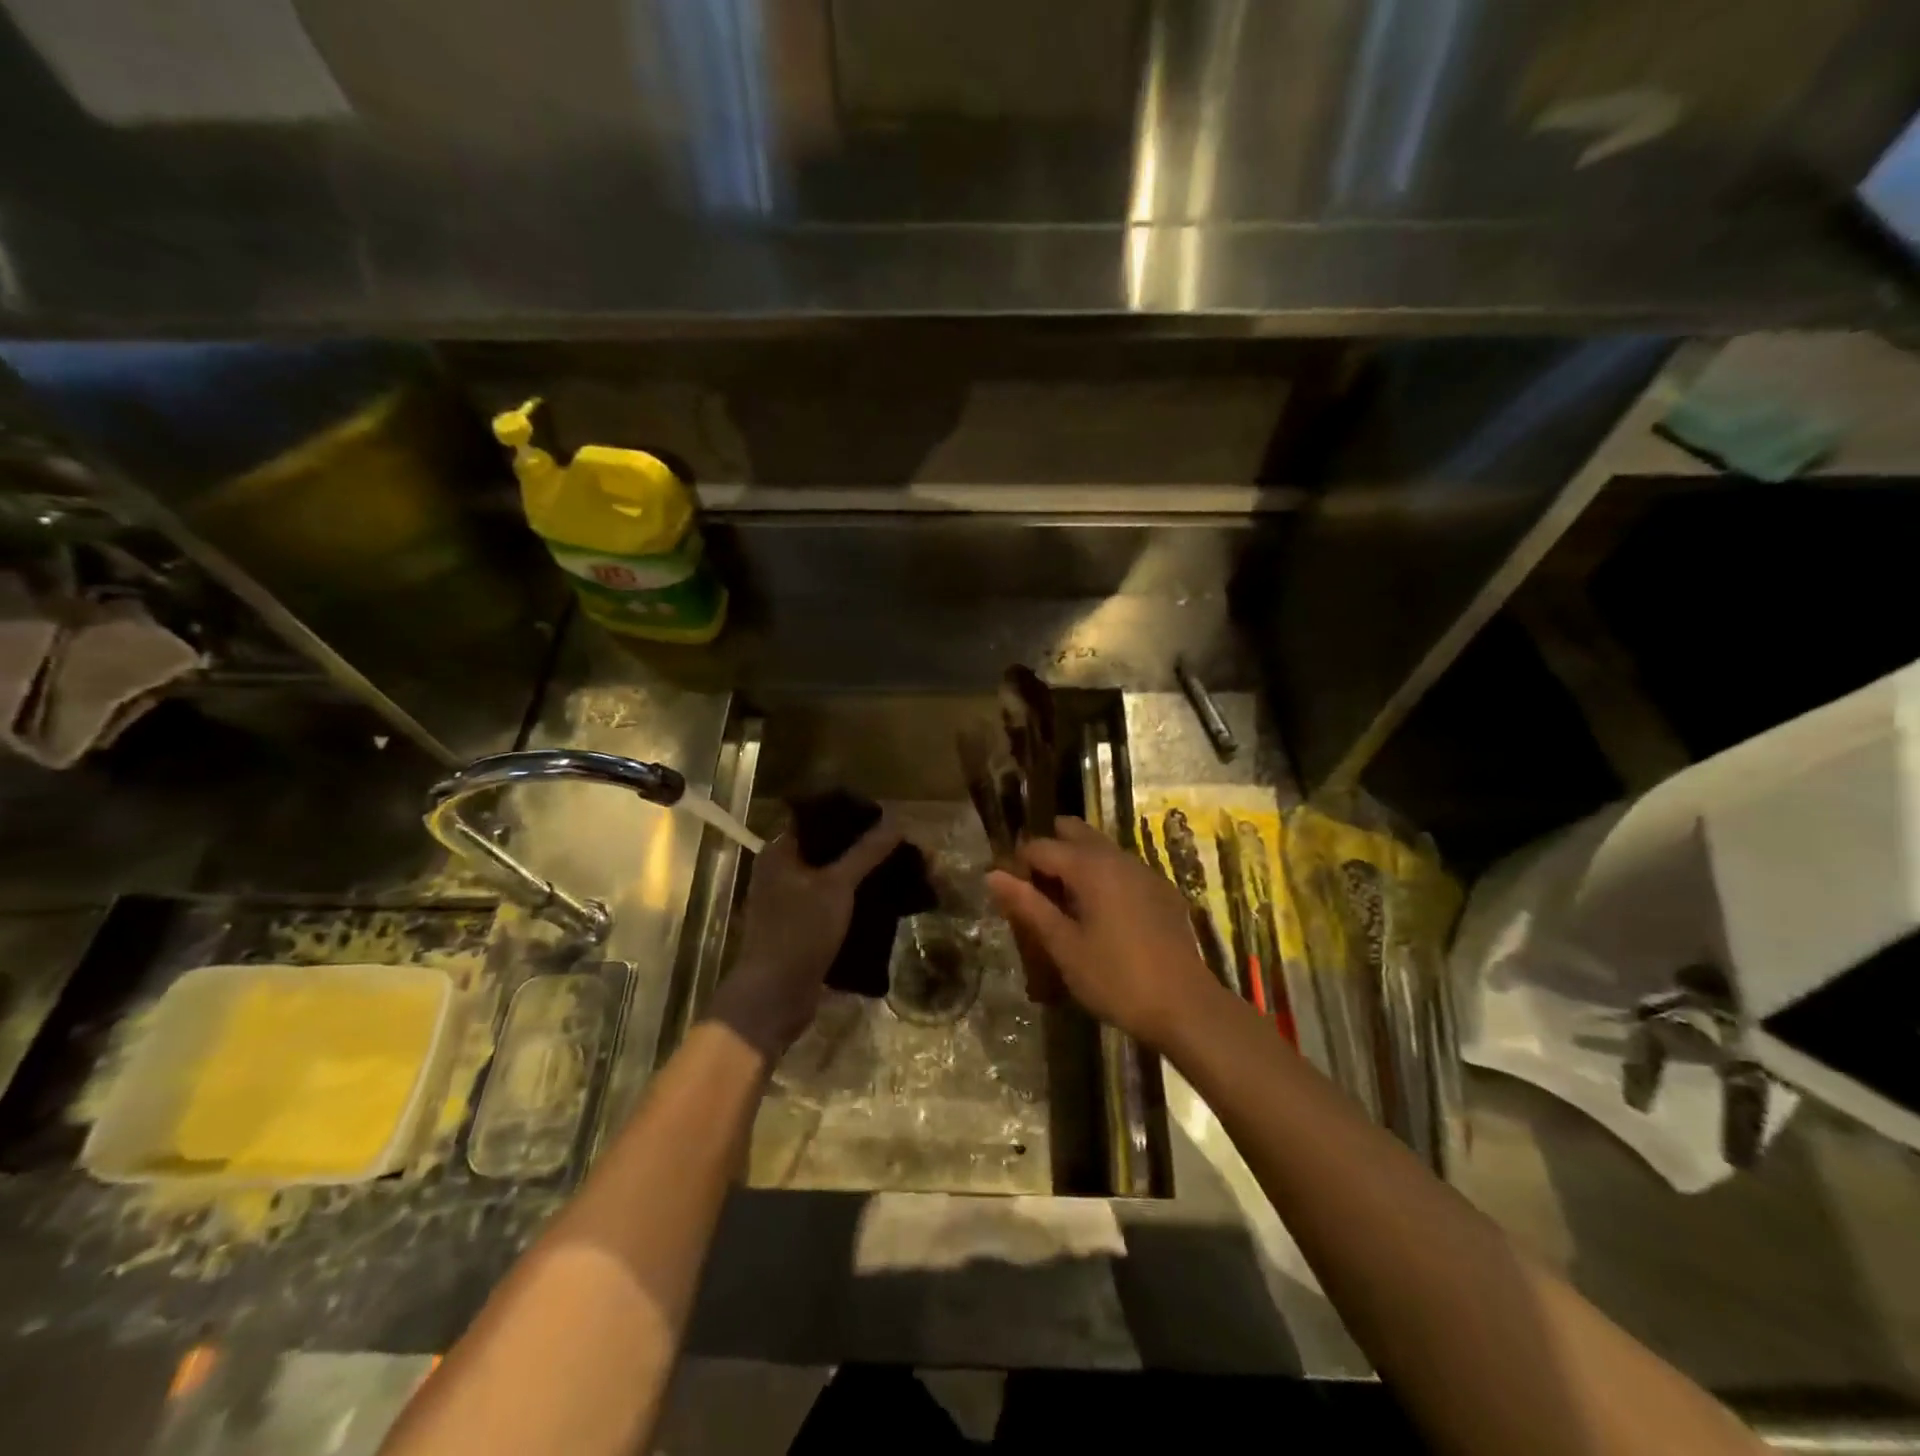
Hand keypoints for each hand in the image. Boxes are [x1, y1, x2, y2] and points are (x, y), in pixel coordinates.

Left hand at [707, 816, 902, 1057]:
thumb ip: (866, 853)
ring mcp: (791, 901)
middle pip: (829, 849)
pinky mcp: (803, 927)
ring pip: (834, 877)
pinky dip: (857, 900)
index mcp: (780, 852)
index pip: (818, 818)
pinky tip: (886, 901)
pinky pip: (835, 903)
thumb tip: (897, 822)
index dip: (851, 815)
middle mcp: (782, 871)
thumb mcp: (836, 887)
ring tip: (900, 871)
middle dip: (866, 848)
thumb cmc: (799, 933)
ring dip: (864, 875)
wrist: (774, 997)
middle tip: (901, 846)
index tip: (886, 817)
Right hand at [987, 817, 1222, 1051]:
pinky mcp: (1162, 890)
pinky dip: (1103, 878)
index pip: (1040, 846)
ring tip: (1065, 906)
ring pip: (1100, 848)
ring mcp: (1144, 871)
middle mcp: (1118, 857)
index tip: (1011, 896)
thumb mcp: (1064, 946)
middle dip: (1050, 853)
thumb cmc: (1116, 979)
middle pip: (1073, 832)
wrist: (1186, 1007)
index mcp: (1090, 866)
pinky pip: (1122, 868)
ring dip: (1077, 864)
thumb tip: (993, 875)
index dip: (1019, 865)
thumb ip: (1029, 906)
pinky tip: (1102, 916)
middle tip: (1038, 894)